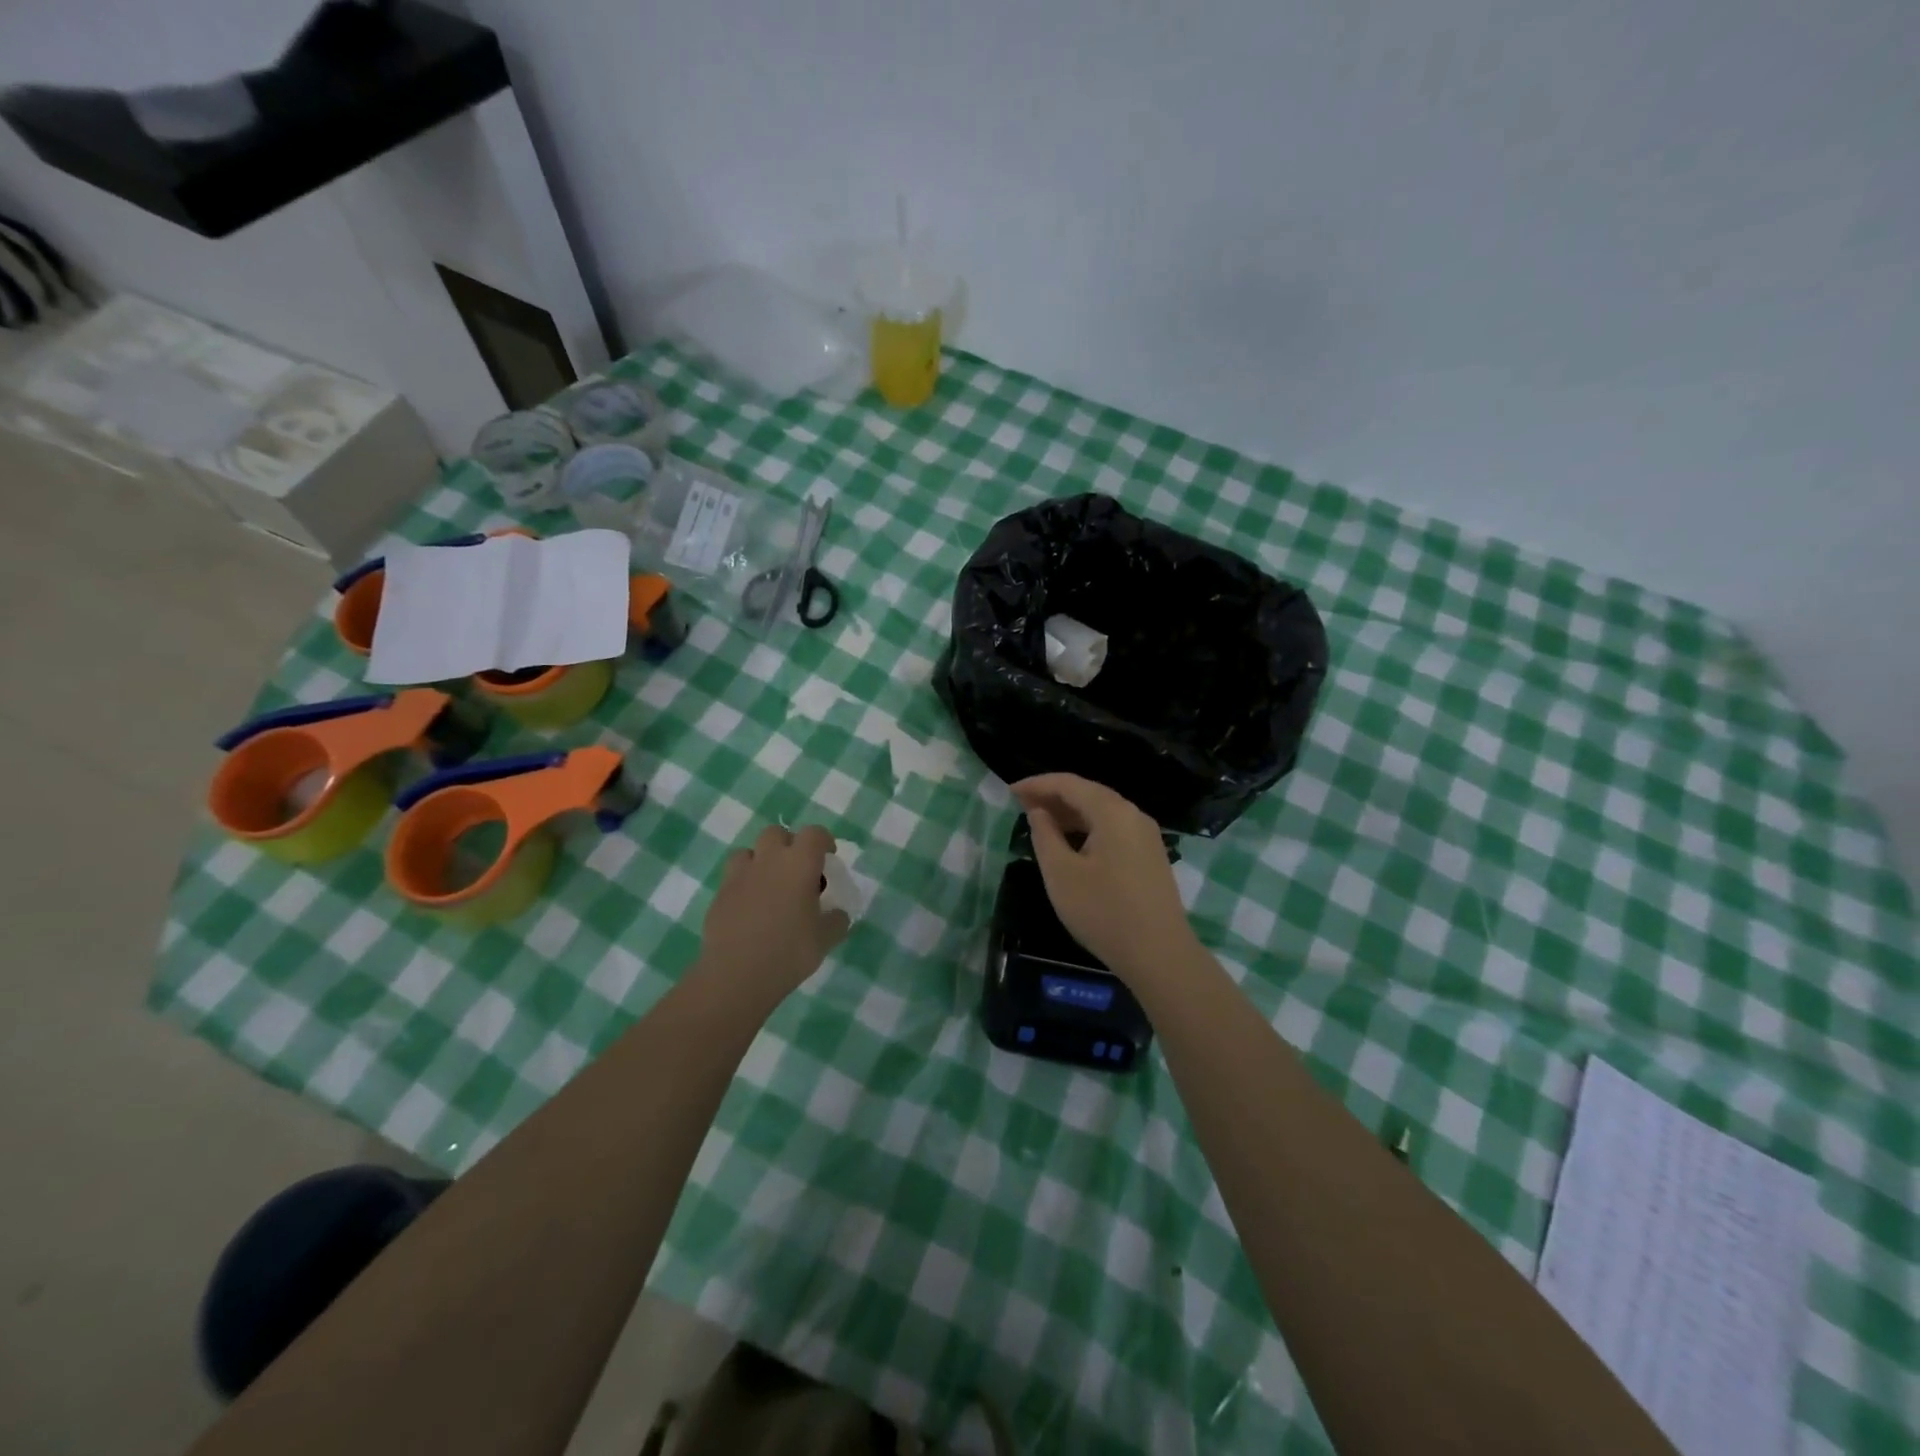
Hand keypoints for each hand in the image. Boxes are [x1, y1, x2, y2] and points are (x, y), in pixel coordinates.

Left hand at [698, 824, 849, 999]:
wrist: (736, 975)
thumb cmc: (789, 952)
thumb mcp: (825, 939)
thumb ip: (836, 921)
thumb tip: (837, 915)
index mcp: (799, 864)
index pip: (814, 834)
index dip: (823, 841)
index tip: (828, 857)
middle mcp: (768, 860)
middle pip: (777, 833)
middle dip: (789, 844)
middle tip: (798, 870)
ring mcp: (739, 876)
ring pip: (749, 851)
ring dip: (761, 860)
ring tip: (770, 885)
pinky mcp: (719, 895)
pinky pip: (733, 878)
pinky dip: (744, 884)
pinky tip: (750, 908)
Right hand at [1010, 774, 1196, 981]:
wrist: (1159, 954)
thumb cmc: (1103, 912)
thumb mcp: (1061, 873)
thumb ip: (1044, 835)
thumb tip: (1038, 811)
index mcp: (1112, 812)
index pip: (1069, 784)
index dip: (1037, 784)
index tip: (1009, 792)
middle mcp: (1133, 815)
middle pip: (1088, 793)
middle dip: (1053, 796)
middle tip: (1020, 805)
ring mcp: (1145, 835)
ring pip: (1101, 812)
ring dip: (1069, 813)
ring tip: (1039, 823)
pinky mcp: (1149, 855)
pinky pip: (1113, 829)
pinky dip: (1087, 828)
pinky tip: (1070, 844)